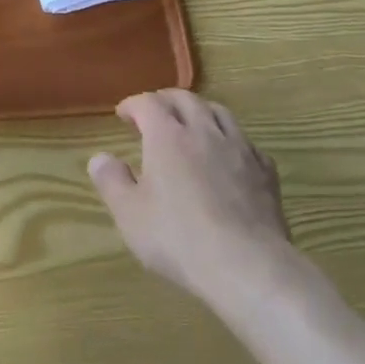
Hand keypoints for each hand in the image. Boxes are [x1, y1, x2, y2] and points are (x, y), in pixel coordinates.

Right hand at [88, 89, 294, 307]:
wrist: (247, 265)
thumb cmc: (179, 238)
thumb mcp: (130, 215)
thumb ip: (111, 181)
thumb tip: (99, 157)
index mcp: (167, 136)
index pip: (148, 103)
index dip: (133, 104)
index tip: (123, 114)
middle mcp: (203, 131)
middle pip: (185, 99)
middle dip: (166, 100)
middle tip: (155, 112)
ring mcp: (239, 148)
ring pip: (219, 112)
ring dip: (200, 111)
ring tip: (192, 124)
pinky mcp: (264, 171)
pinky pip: (245, 142)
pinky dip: (230, 140)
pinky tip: (228, 156)